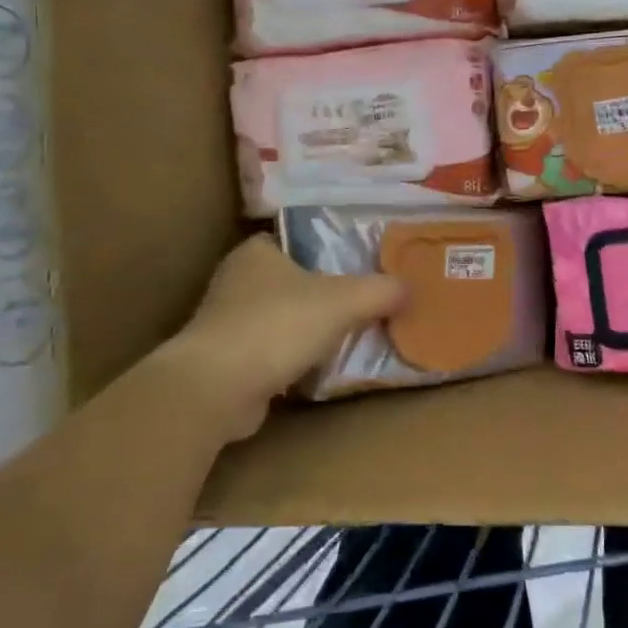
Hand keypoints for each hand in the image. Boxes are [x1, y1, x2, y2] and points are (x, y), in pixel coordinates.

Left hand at [156, 236, 403, 441]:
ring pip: (277, 317)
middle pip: (288, 279)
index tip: (355, 263)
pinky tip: (315, 368)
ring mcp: (225, 322)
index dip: (324, 249)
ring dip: (302, 327)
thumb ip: (379, 291)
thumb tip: (409, 287)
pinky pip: (267, 351)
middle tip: (360, 300)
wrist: (217, 388)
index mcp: (256, 252)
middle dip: (318, 291)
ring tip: (344, 334)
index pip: (294, 240)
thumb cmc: (278, 326)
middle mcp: (235, 280)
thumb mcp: (342, 301)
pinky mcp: (224, 360)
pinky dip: (288, 358)